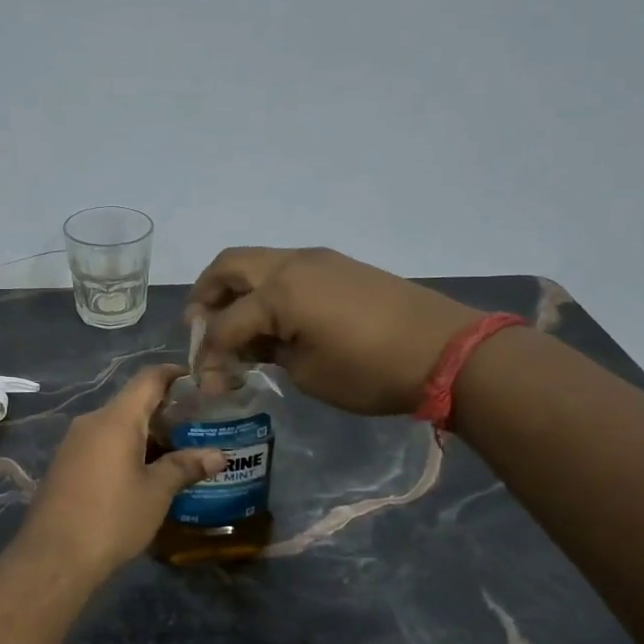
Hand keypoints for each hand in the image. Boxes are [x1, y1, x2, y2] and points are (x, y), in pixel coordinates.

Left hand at [15, 366, 223, 580]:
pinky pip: (102, 444)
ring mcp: (74, 443)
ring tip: (178, 452)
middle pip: (133, 402)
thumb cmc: (111, 518)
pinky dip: (126, 449)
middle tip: (198, 427)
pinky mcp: (65, 464)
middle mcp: (92, 421)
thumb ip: (185, 467)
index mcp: (116, 419)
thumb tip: (218, 455)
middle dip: (166, 411)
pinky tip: (145, 473)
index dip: (175, 374)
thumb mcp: (156, 493)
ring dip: (146, 434)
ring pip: (117, 425)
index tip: (200, 383)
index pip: (149, 378)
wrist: (53, 557)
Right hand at [189, 247, 481, 415]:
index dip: (208, 354)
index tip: (207, 384)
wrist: (445, 351)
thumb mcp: (308, 373)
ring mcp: (318, 260)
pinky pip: (285, 269)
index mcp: (278, 292)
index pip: (224, 323)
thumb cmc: (370, 370)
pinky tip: (273, 320)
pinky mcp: (338, 266)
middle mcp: (291, 265)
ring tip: (235, 326)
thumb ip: (269, 355)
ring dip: (236, 289)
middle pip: (228, 266)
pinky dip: (265, 289)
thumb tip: (253, 348)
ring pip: (258, 262)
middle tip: (198, 327)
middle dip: (205, 295)